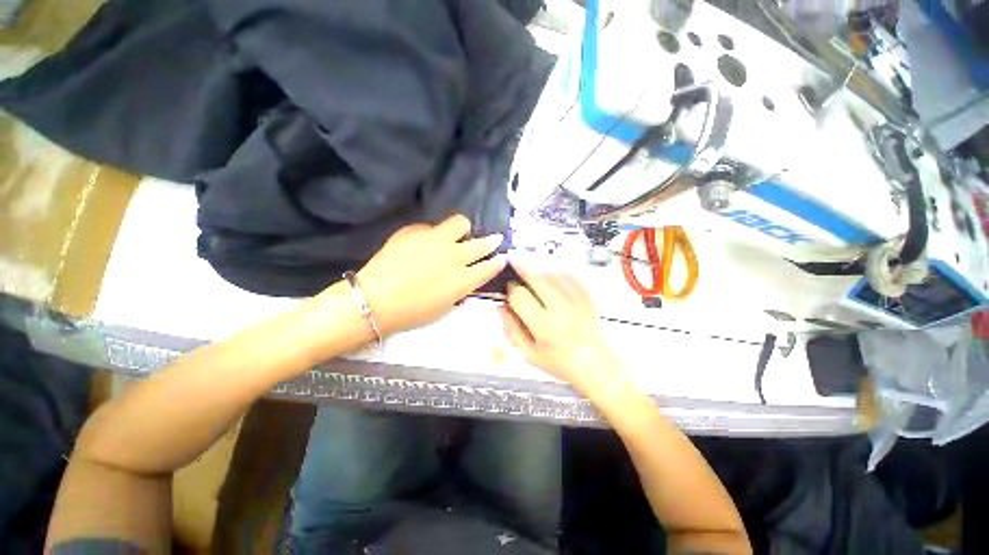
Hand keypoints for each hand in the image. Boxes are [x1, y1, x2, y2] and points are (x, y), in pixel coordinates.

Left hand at [355, 215, 506, 334]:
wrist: (376, 299)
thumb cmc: (412, 312)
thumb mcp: (445, 305)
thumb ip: (459, 287)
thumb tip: (464, 276)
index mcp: (463, 280)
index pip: (489, 267)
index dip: (498, 261)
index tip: (502, 257)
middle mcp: (455, 256)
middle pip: (481, 244)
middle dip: (491, 242)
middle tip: (494, 240)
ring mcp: (436, 240)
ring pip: (460, 223)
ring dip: (463, 229)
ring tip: (458, 233)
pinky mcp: (416, 230)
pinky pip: (432, 226)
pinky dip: (434, 233)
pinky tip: (425, 241)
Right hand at [499, 263, 620, 389]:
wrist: (594, 366)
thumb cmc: (560, 363)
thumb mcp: (528, 353)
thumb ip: (511, 329)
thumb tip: (500, 307)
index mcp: (545, 327)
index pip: (520, 296)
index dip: (510, 291)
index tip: (508, 293)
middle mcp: (562, 310)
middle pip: (536, 278)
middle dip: (522, 275)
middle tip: (517, 279)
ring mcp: (578, 302)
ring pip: (551, 274)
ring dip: (538, 275)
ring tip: (533, 285)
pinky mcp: (588, 298)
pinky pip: (568, 276)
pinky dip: (555, 275)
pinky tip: (550, 283)